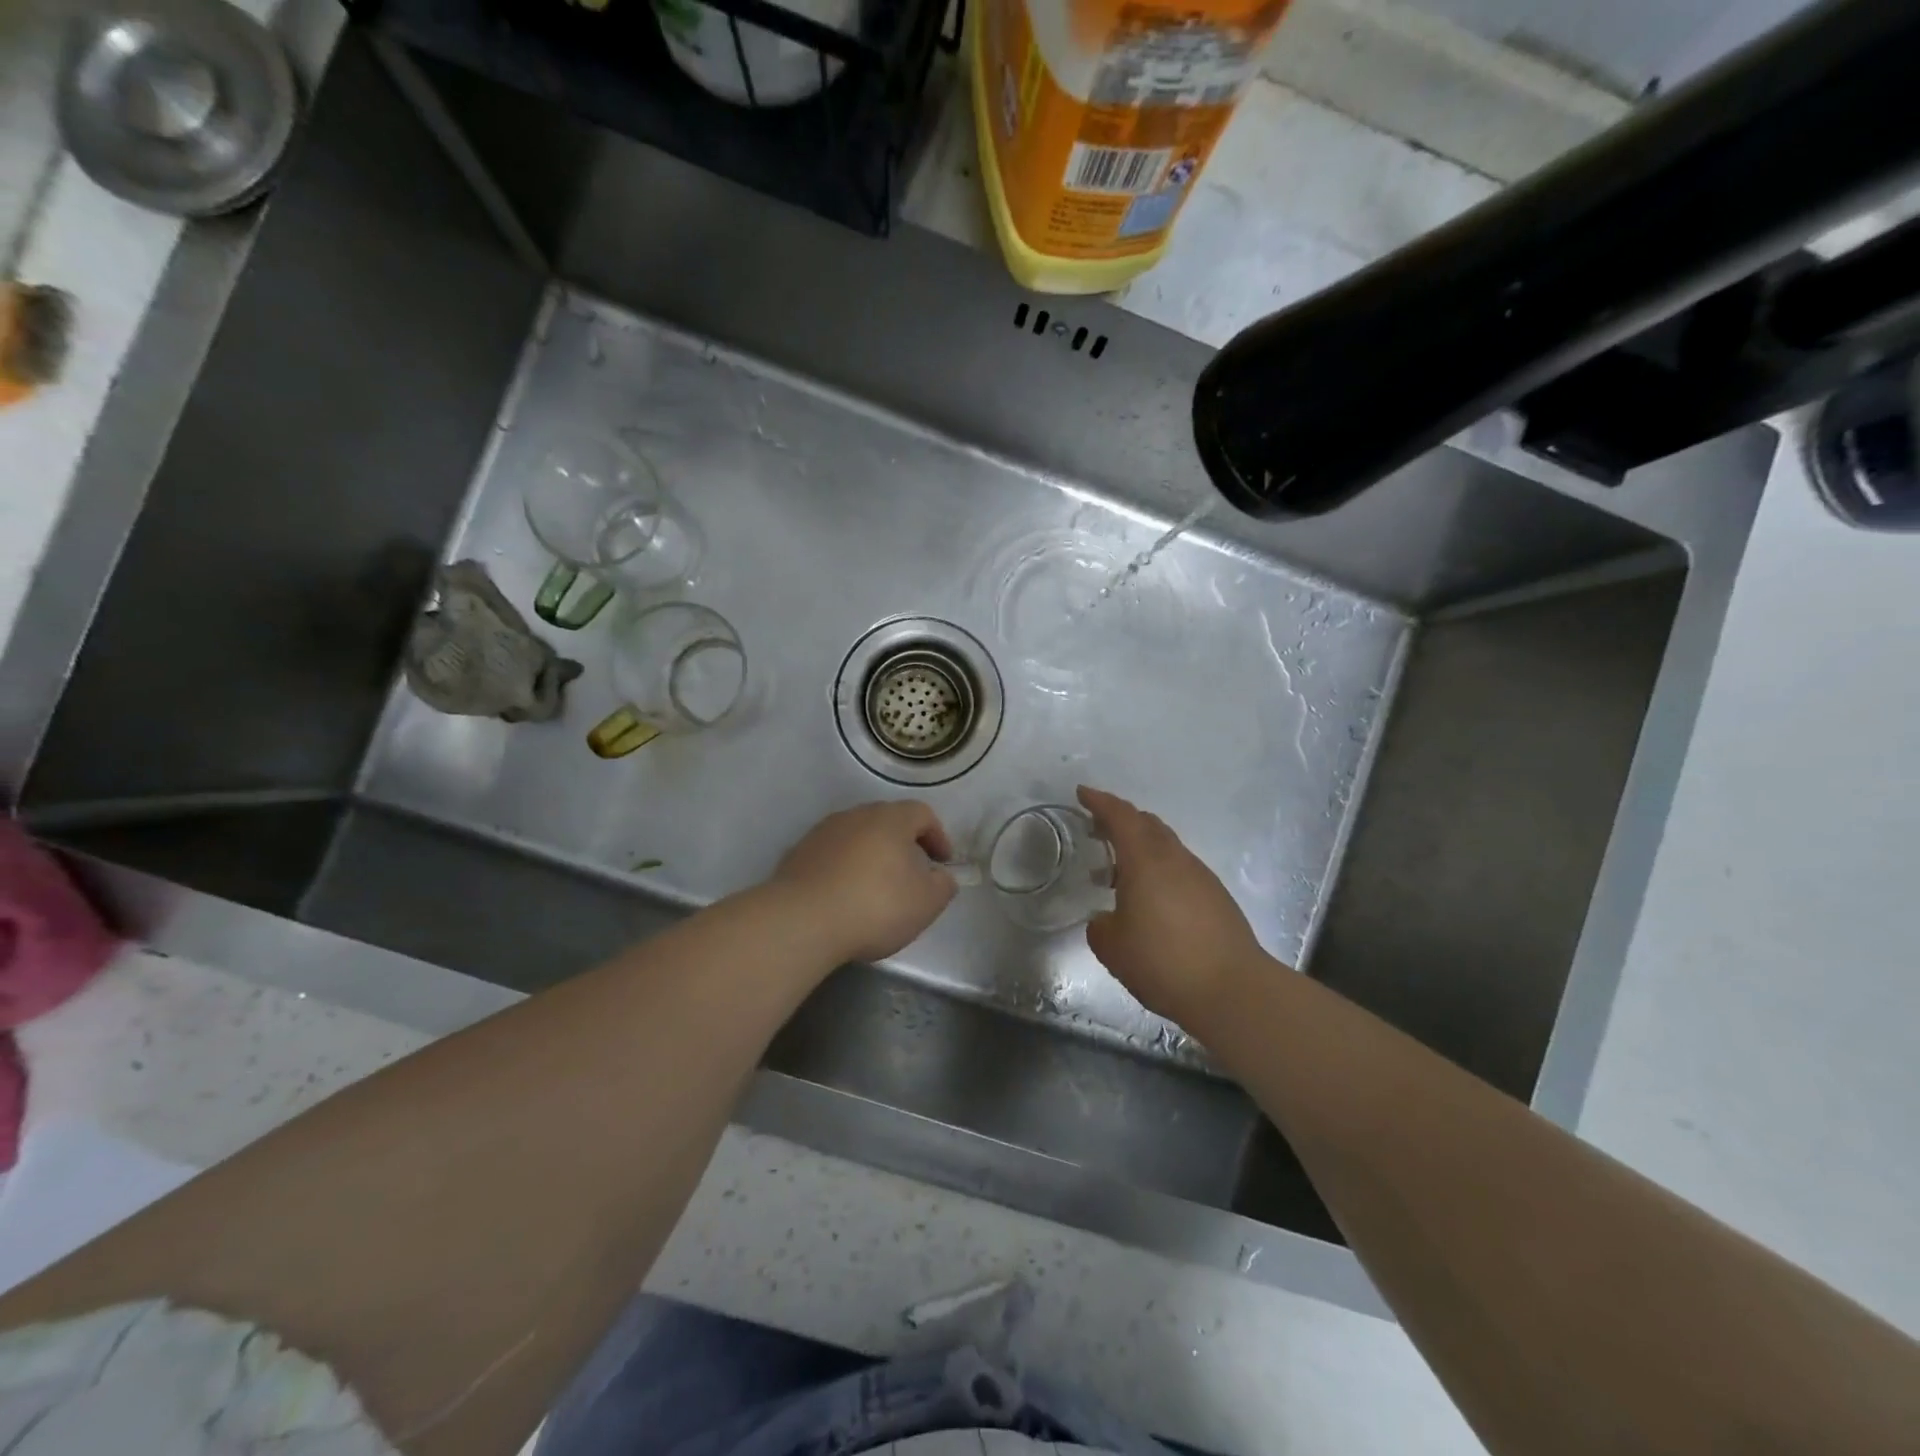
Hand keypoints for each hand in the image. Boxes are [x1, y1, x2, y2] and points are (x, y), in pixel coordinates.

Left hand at [770, 800, 958, 963]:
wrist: (801, 921)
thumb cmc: (875, 906)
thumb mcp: (926, 903)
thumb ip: (943, 885)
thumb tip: (941, 876)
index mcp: (891, 819)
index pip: (922, 813)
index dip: (938, 836)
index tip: (942, 863)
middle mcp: (856, 815)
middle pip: (888, 822)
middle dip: (904, 845)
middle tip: (912, 874)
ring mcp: (822, 832)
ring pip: (857, 837)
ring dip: (871, 856)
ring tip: (876, 889)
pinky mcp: (798, 854)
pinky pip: (831, 855)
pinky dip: (844, 869)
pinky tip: (844, 898)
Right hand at [1078, 786, 1270, 1029]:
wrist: (1233, 990)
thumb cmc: (1163, 962)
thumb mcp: (1113, 948)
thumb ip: (1101, 927)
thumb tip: (1106, 920)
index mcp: (1146, 861)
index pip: (1121, 817)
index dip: (1100, 802)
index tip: (1082, 793)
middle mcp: (1175, 859)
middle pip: (1147, 824)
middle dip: (1120, 821)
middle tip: (1096, 831)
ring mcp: (1200, 876)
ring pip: (1165, 846)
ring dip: (1139, 849)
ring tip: (1116, 874)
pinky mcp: (1215, 897)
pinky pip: (1179, 868)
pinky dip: (1158, 871)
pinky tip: (1149, 900)